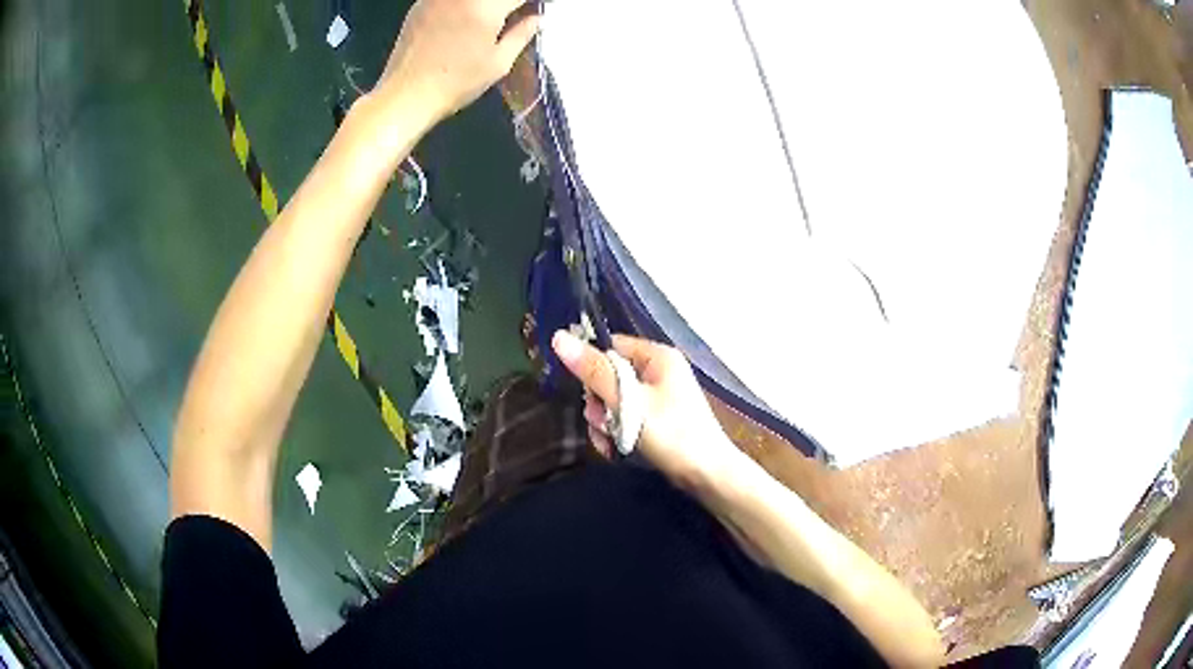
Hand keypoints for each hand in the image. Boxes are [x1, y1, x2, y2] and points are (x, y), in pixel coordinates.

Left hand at [374, 0, 539, 127]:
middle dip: (508, 3)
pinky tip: (464, 19)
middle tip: (517, 15)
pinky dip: (464, 5)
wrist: (405, 95)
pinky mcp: (421, 4)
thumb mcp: (498, 63)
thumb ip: (522, 34)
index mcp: (485, 6)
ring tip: (492, 20)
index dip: (531, 2)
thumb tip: (537, 18)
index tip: (535, 9)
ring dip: (487, 5)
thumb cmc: (455, 83)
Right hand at [552, 331, 749, 490]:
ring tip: (612, 441)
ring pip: (613, 402)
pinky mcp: (655, 420)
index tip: (587, 393)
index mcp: (657, 357)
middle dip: (599, 404)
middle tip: (603, 422)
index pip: (611, 347)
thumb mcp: (628, 401)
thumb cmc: (672, 433)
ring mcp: (657, 398)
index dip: (592, 368)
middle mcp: (658, 372)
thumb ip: (594, 371)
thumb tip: (559, 338)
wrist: (706, 475)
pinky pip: (624, 419)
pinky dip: (616, 433)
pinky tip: (615, 449)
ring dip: (605, 423)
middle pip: (608, 377)